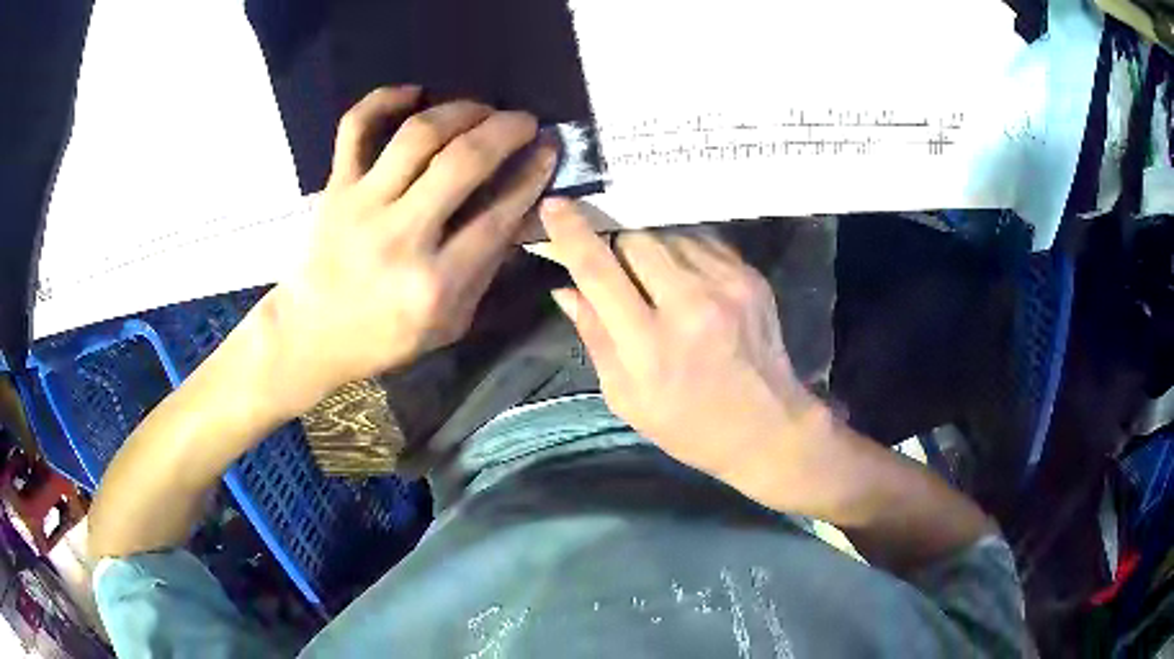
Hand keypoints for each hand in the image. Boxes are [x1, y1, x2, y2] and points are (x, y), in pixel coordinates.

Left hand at [263, 86, 557, 413]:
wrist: (312, 335)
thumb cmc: (385, 336)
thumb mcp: (450, 323)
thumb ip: (486, 269)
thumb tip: (520, 210)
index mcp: (435, 283)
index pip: (498, 213)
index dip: (532, 173)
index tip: (549, 148)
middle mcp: (401, 236)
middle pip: (463, 162)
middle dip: (506, 130)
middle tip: (524, 120)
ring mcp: (362, 206)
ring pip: (417, 136)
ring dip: (460, 110)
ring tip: (481, 108)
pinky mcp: (335, 188)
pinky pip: (355, 128)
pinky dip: (383, 100)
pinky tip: (414, 93)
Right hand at [541, 199, 823, 483]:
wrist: (767, 427)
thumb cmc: (687, 424)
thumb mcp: (626, 397)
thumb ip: (595, 337)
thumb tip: (565, 288)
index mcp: (650, 345)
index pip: (599, 272)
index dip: (571, 233)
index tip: (554, 206)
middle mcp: (691, 305)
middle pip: (635, 238)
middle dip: (616, 243)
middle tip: (614, 263)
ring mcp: (728, 285)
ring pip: (669, 234)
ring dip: (651, 247)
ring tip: (655, 278)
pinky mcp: (751, 276)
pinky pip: (702, 242)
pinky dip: (683, 252)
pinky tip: (686, 279)